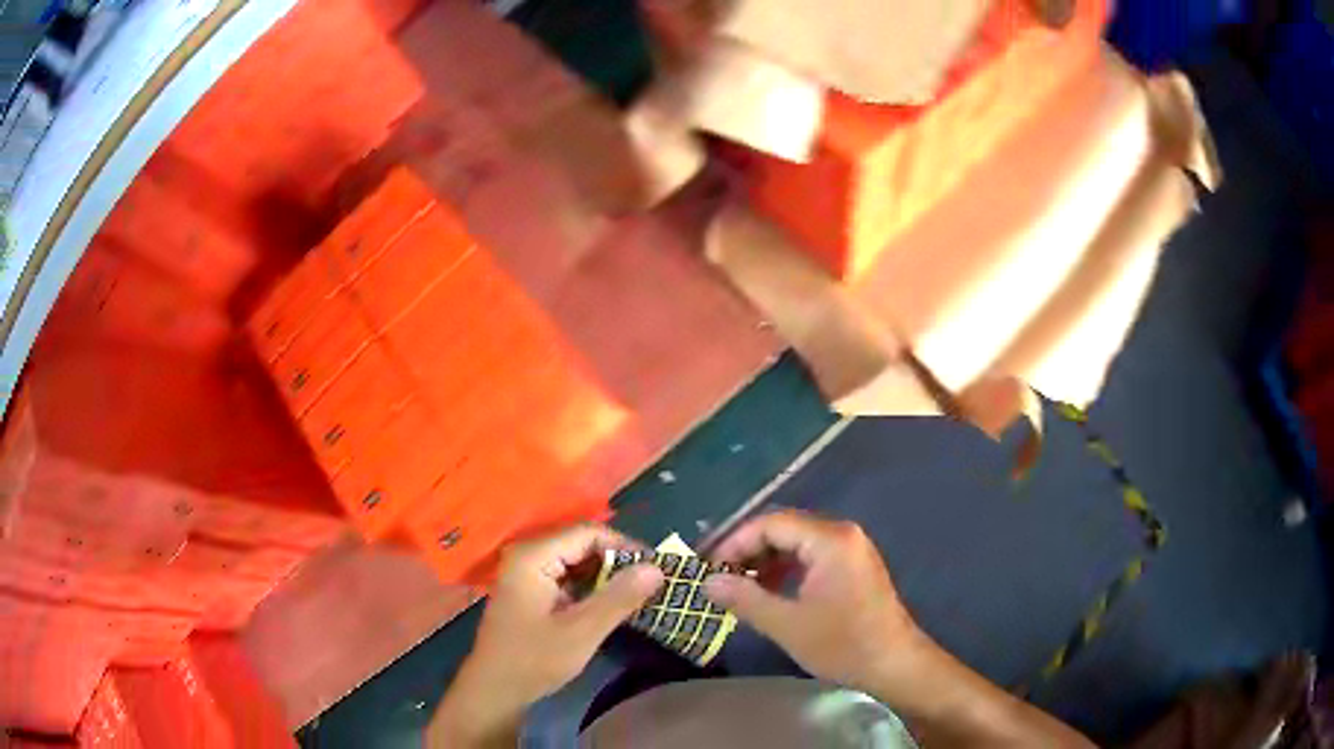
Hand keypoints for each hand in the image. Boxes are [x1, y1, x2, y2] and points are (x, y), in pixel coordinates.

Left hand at [430, 524, 663, 747]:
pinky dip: (591, 587)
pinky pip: (567, 577)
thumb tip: (657, 568)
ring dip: (606, 576)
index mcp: (533, 556)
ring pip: (576, 561)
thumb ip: (619, 598)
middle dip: (617, 562)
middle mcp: (527, 555)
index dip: (625, 546)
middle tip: (651, 583)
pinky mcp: (530, 590)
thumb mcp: (582, 631)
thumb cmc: (534, 660)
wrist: (495, 689)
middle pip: (581, 544)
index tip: (656, 569)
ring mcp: (526, 572)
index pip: (588, 533)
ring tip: (638, 593)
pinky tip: (610, 604)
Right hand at [704, 510, 923, 691]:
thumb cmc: (843, 644)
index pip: (771, 524)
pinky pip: (812, 556)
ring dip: (766, 561)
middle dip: (749, 551)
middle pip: (785, 528)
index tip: (709, 568)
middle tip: (719, 577)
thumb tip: (707, 582)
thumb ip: (745, 599)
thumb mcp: (788, 625)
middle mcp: (842, 534)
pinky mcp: (854, 567)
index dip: (735, 542)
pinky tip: (769, 591)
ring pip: (797, 543)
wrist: (894, 665)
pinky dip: (786, 570)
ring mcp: (851, 549)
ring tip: (738, 586)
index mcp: (830, 540)